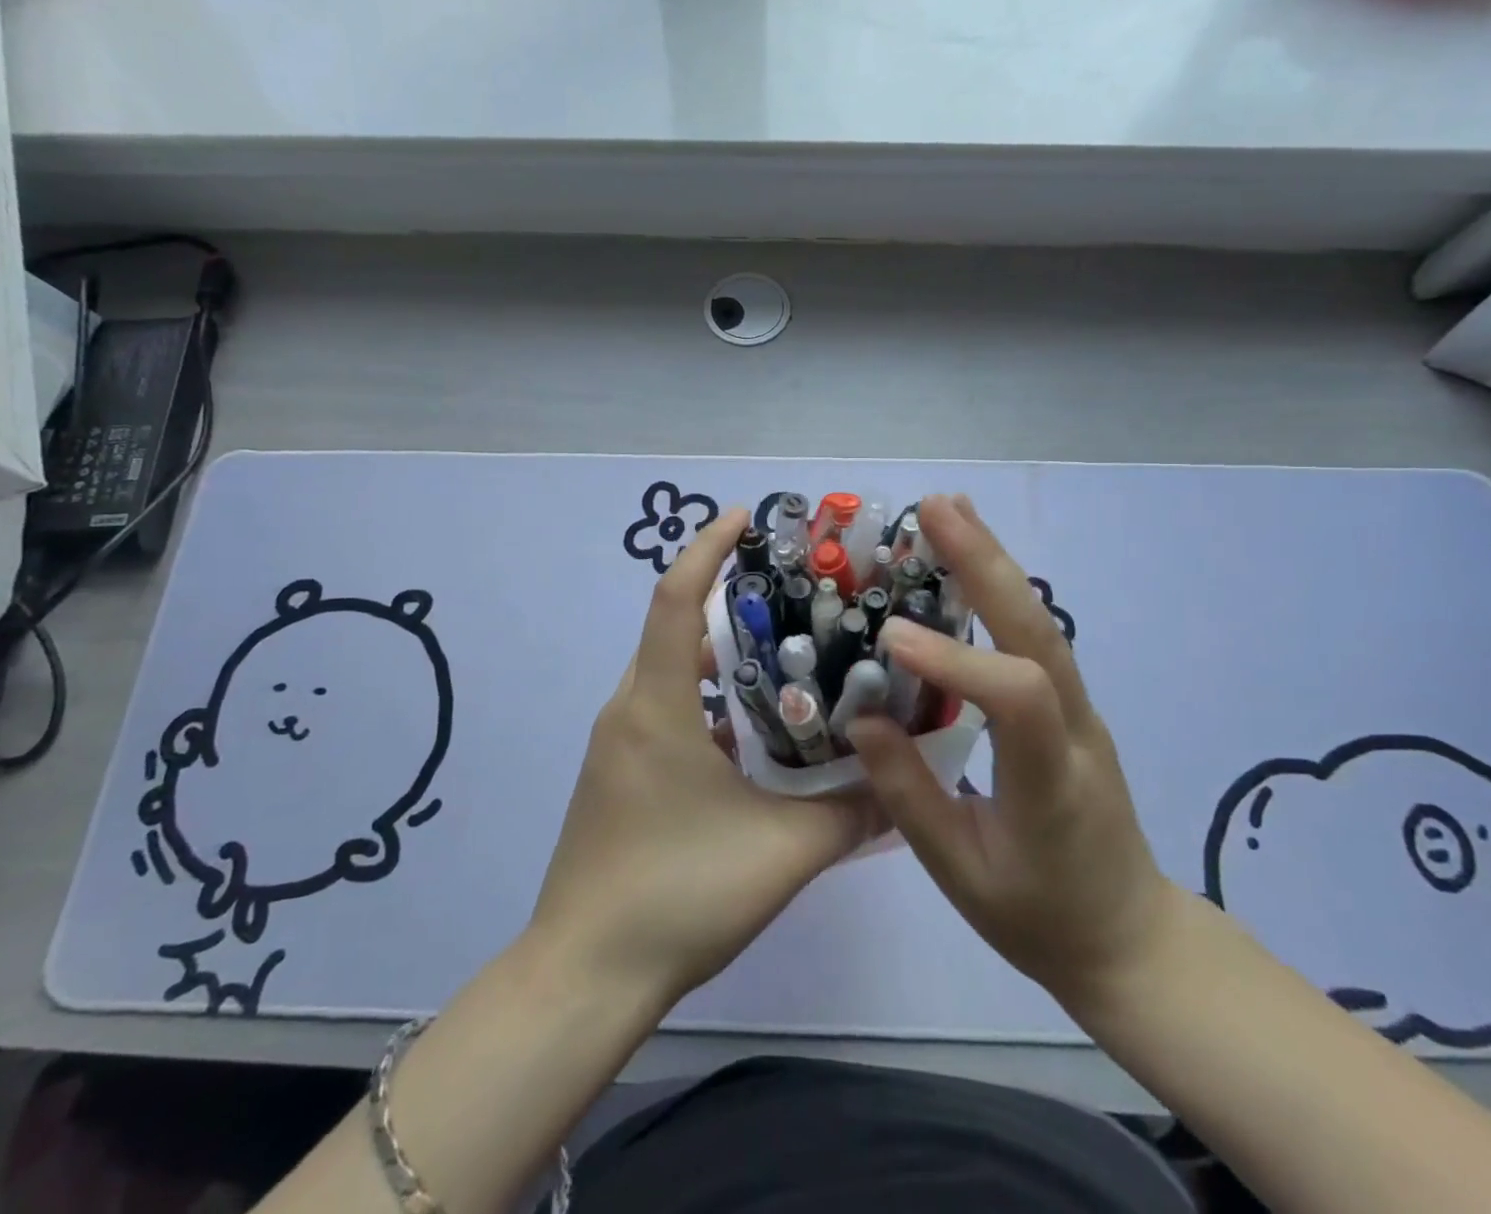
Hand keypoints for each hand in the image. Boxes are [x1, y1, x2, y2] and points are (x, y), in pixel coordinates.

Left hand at [530, 507, 877, 1006]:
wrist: (586, 974)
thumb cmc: (678, 894)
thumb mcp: (782, 851)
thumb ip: (851, 812)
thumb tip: (904, 777)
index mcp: (656, 705)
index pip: (676, 599)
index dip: (708, 548)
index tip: (745, 516)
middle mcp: (629, 708)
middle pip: (676, 629)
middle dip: (727, 599)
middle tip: (792, 593)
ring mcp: (618, 743)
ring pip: (672, 673)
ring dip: (719, 655)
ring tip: (783, 653)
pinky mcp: (618, 774)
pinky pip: (664, 710)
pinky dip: (707, 699)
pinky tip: (753, 731)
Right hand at [849, 494, 1180, 1011]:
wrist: (1128, 936)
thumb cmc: (1039, 915)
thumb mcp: (961, 874)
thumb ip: (909, 796)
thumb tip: (860, 720)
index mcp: (1051, 780)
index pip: (1017, 698)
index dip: (957, 660)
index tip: (890, 636)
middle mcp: (1075, 728)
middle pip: (1038, 631)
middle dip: (986, 563)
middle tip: (936, 507)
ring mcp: (1079, 709)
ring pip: (1040, 621)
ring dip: (993, 560)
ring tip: (949, 509)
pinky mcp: (1068, 702)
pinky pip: (1033, 635)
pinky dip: (999, 587)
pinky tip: (971, 556)